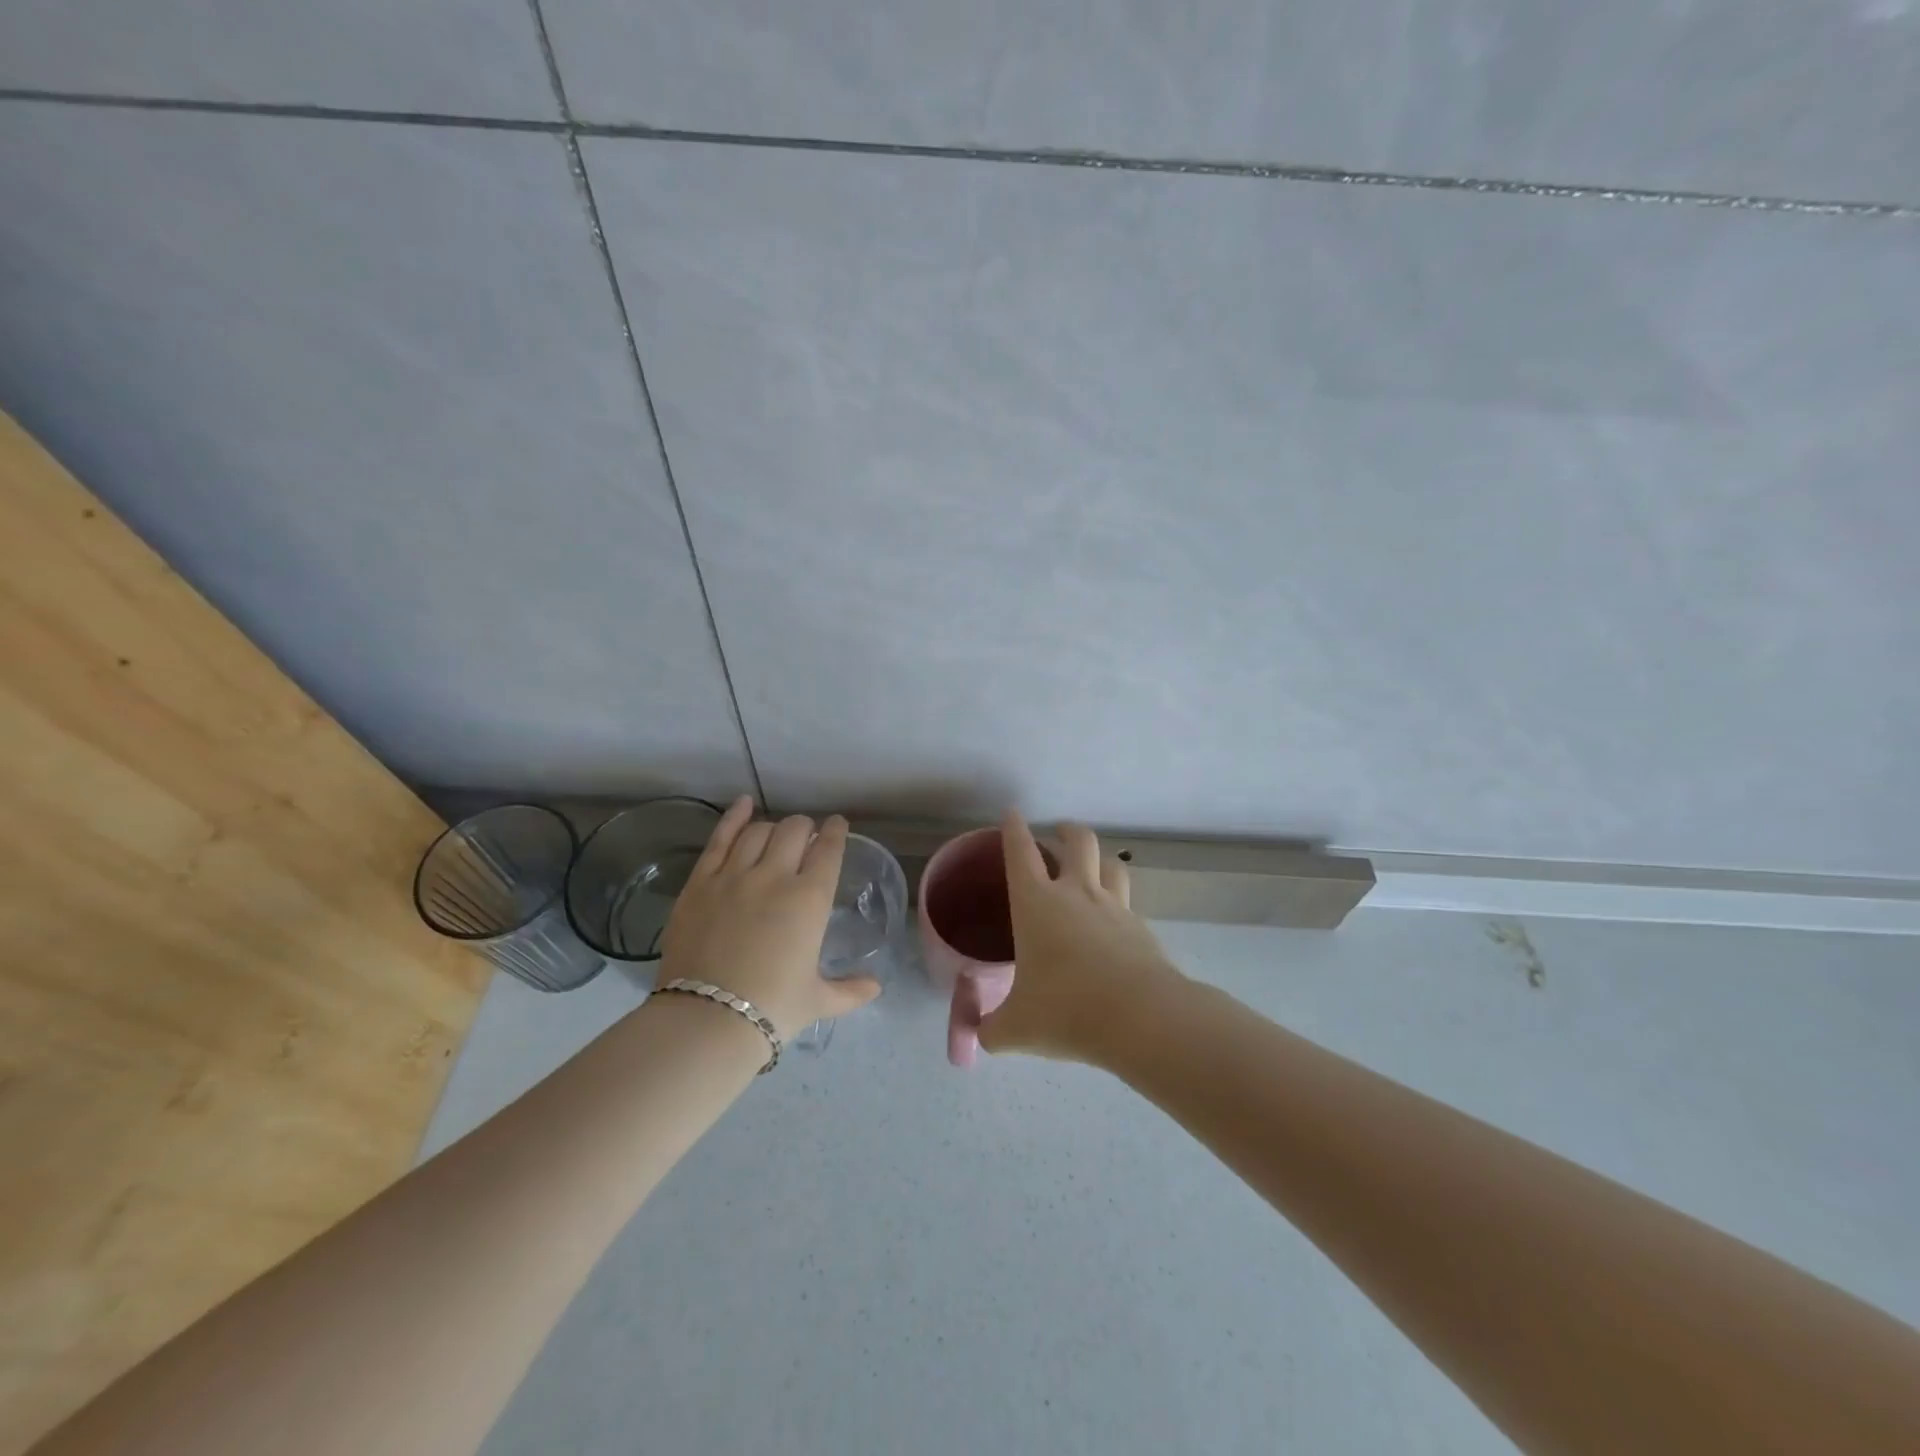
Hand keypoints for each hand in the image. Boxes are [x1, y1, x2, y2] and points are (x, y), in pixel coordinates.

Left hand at [659, 797, 881, 1040]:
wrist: (708, 1019)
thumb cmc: (773, 1008)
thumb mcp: (818, 1000)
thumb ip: (850, 990)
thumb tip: (876, 987)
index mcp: (810, 899)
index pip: (828, 849)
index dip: (835, 832)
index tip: (837, 825)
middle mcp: (775, 876)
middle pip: (794, 831)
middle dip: (805, 828)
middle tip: (805, 836)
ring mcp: (734, 875)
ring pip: (758, 831)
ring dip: (773, 827)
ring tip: (776, 834)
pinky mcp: (700, 882)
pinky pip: (720, 839)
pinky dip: (734, 817)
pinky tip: (743, 805)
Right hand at [975, 811, 1183, 1063]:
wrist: (1141, 1018)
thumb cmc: (1066, 1010)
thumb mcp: (1015, 1028)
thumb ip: (990, 1029)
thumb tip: (978, 1037)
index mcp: (1037, 903)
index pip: (1020, 852)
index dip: (1013, 829)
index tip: (1012, 815)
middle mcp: (1076, 893)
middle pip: (1077, 841)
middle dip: (1065, 830)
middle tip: (1057, 834)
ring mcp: (1114, 907)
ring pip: (1110, 863)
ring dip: (1098, 858)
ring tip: (1091, 866)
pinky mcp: (1141, 928)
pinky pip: (1127, 903)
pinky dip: (1117, 902)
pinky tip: (1113, 921)